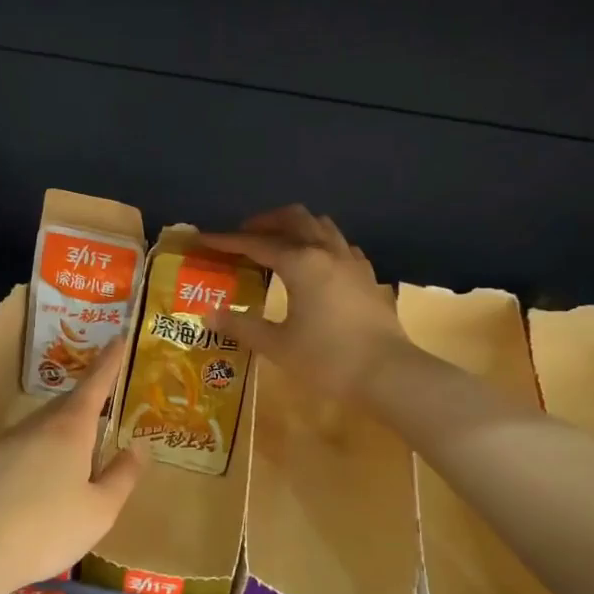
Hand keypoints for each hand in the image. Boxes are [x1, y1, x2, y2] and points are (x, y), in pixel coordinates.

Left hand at [0, 345, 142, 593]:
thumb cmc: (46, 529)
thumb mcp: (100, 511)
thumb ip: (122, 476)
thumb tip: (138, 447)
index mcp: (70, 429)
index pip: (95, 384)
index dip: (109, 362)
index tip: (118, 338)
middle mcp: (36, 425)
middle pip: (66, 405)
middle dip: (85, 404)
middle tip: (102, 411)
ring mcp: (3, 442)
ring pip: (39, 428)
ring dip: (58, 435)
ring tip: (71, 462)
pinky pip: (17, 450)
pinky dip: (32, 458)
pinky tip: (32, 489)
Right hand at [198, 205, 412, 402]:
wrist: (390, 374)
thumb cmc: (328, 359)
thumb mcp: (278, 346)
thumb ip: (242, 325)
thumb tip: (209, 313)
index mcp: (301, 263)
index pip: (256, 243)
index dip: (227, 241)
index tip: (204, 239)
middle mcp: (326, 252)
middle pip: (294, 218)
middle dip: (265, 222)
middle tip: (244, 235)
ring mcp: (352, 262)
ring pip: (321, 226)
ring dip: (296, 227)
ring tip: (278, 244)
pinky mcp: (368, 277)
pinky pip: (341, 245)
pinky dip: (321, 244)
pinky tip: (316, 264)